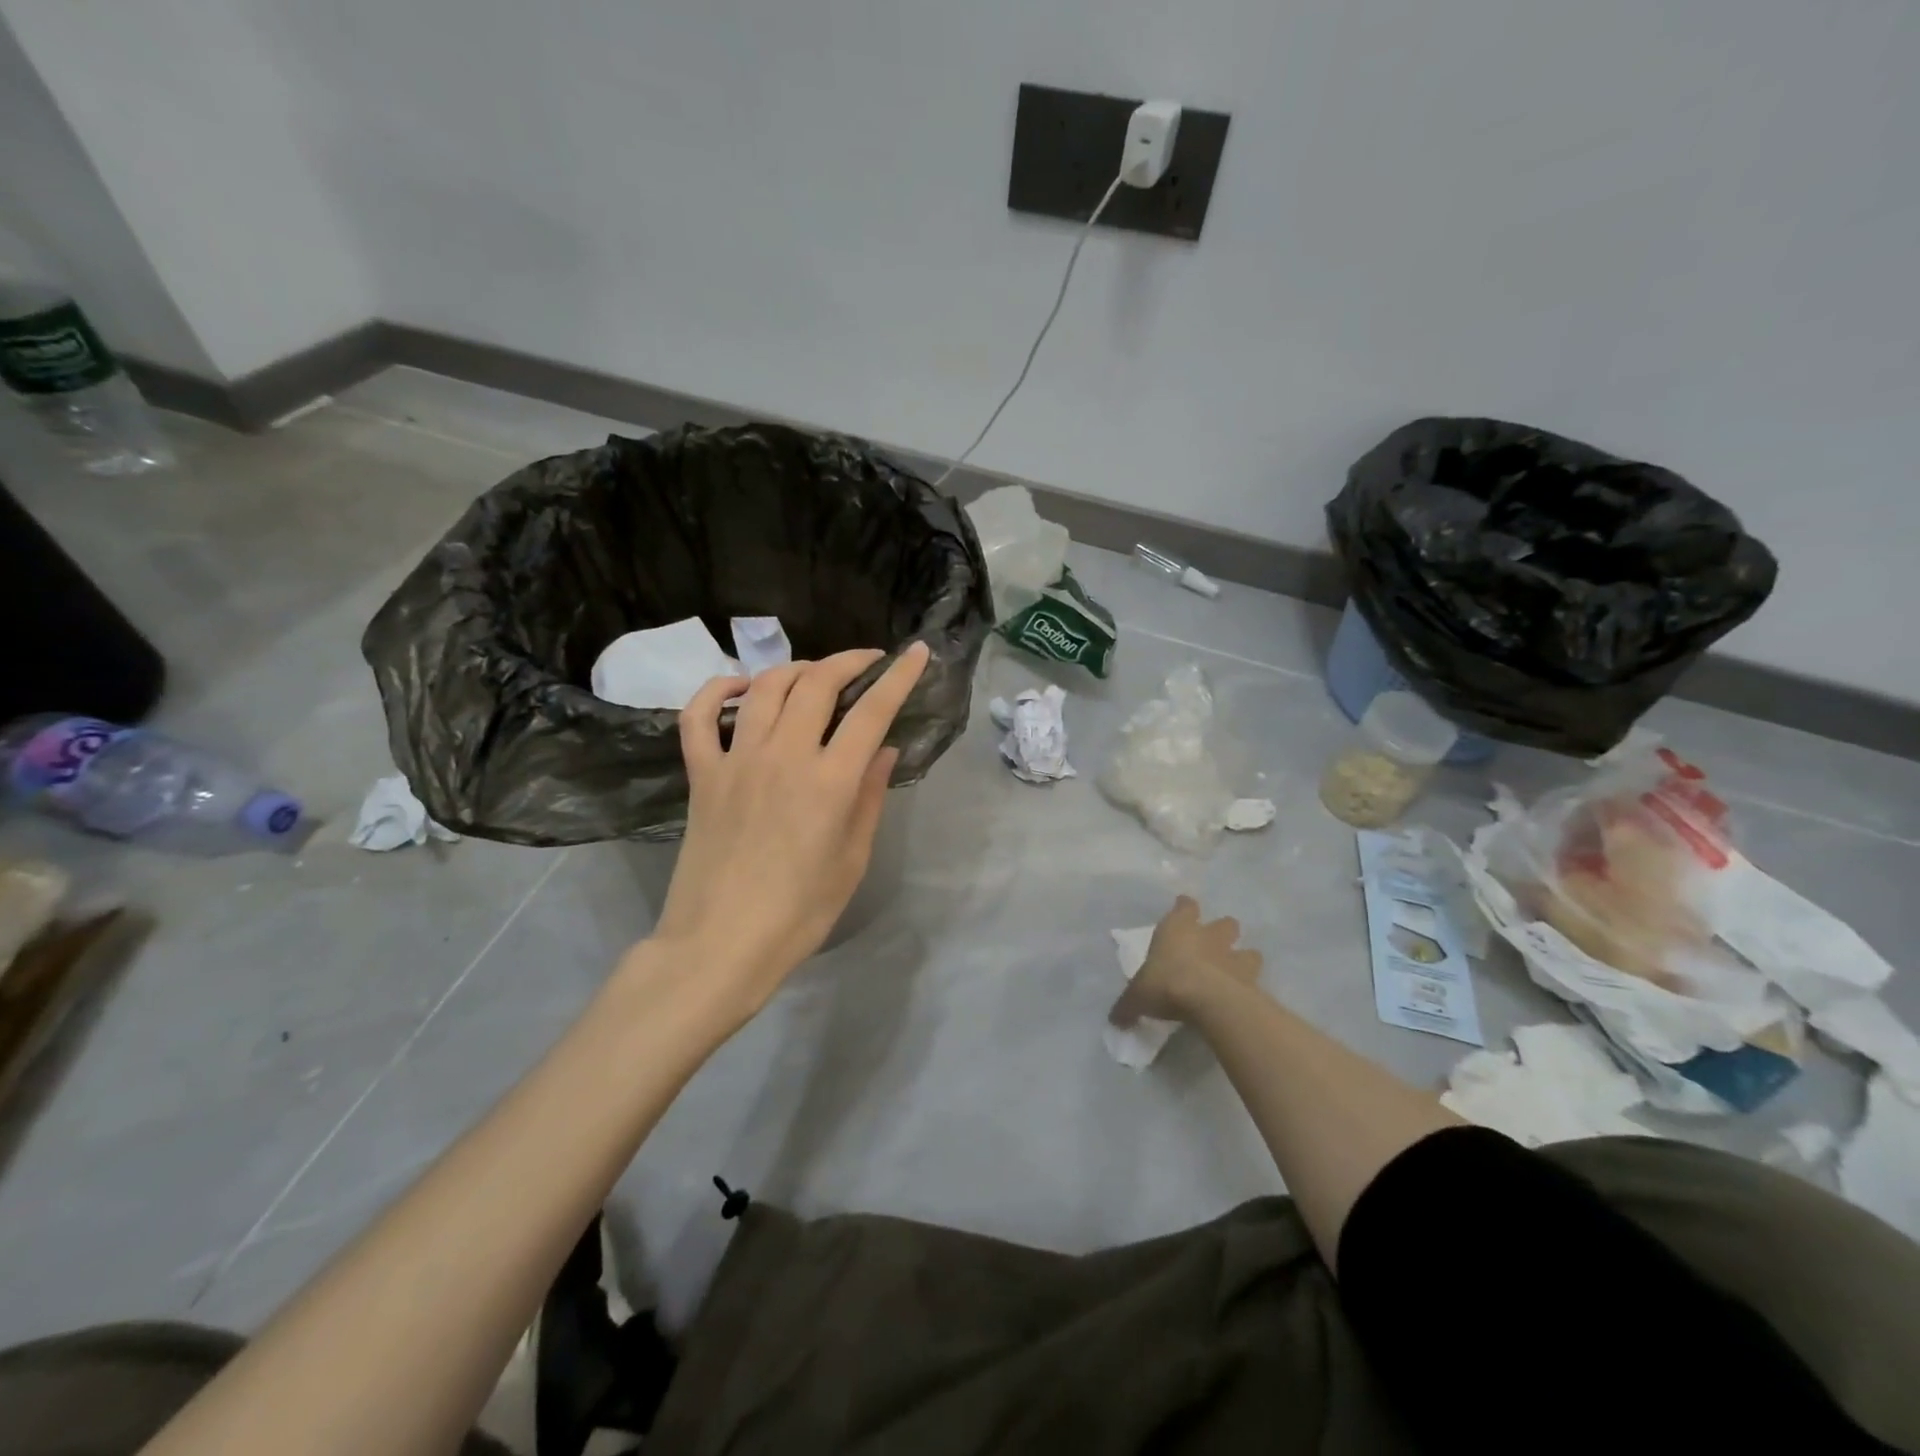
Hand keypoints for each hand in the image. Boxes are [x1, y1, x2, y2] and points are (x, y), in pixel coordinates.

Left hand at [647, 642, 930, 1014]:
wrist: (720, 944)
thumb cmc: (799, 913)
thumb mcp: (852, 860)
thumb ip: (870, 798)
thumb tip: (883, 750)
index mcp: (829, 783)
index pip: (871, 712)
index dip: (898, 677)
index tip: (916, 652)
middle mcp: (783, 757)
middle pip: (817, 683)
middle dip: (849, 661)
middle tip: (867, 663)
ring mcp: (736, 761)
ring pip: (766, 687)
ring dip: (796, 669)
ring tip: (816, 675)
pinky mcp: (701, 774)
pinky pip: (700, 716)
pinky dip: (719, 690)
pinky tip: (741, 688)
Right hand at [1109, 895, 1261, 1026]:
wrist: (1208, 1000)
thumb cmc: (1166, 983)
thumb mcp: (1136, 997)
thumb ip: (1127, 1006)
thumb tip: (1115, 1020)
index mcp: (1178, 928)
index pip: (1185, 906)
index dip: (1185, 908)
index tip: (1183, 909)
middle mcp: (1209, 936)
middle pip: (1225, 923)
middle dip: (1222, 932)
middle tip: (1214, 946)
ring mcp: (1234, 957)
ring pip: (1248, 951)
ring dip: (1243, 959)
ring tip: (1234, 973)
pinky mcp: (1251, 981)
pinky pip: (1255, 980)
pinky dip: (1249, 988)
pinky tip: (1242, 999)